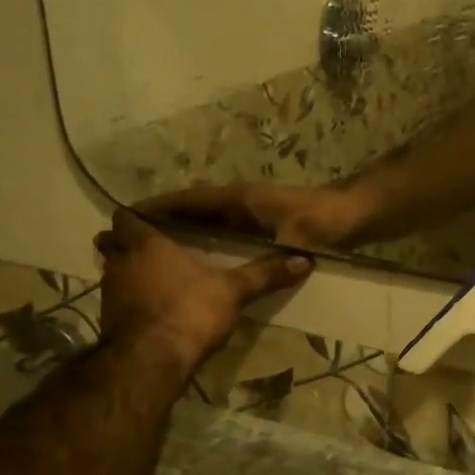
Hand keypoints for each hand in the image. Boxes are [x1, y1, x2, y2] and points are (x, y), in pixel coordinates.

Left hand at [93, 208, 310, 369]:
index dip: (139, 214)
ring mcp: (110, 294)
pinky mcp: (110, 322)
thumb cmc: (189, 310)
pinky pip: (120, 300)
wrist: (151, 362)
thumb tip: (305, 260)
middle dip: (131, 243)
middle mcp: (120, 264)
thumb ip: (265, 274)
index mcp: (146, 244)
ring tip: (162, 276)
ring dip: (133, 272)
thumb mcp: (234, 290)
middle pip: (113, 244)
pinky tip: (158, 307)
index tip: (157, 218)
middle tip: (159, 246)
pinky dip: (135, 299)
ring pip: (116, 272)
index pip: (127, 216)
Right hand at [138, 182, 370, 250]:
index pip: (192, 201)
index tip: (125, 218)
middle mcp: (240, 204)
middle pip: (191, 212)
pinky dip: (199, 243)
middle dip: (159, 225)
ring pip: (204, 223)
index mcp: (241, 200)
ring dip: (176, 234)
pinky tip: (184, 264)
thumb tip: (234, 274)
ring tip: (141, 253)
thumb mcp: (297, 237)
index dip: (160, 208)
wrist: (354, 215)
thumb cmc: (324, 221)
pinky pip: (219, 234)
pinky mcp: (258, 228)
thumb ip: (273, 255)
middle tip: (121, 240)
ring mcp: (249, 215)